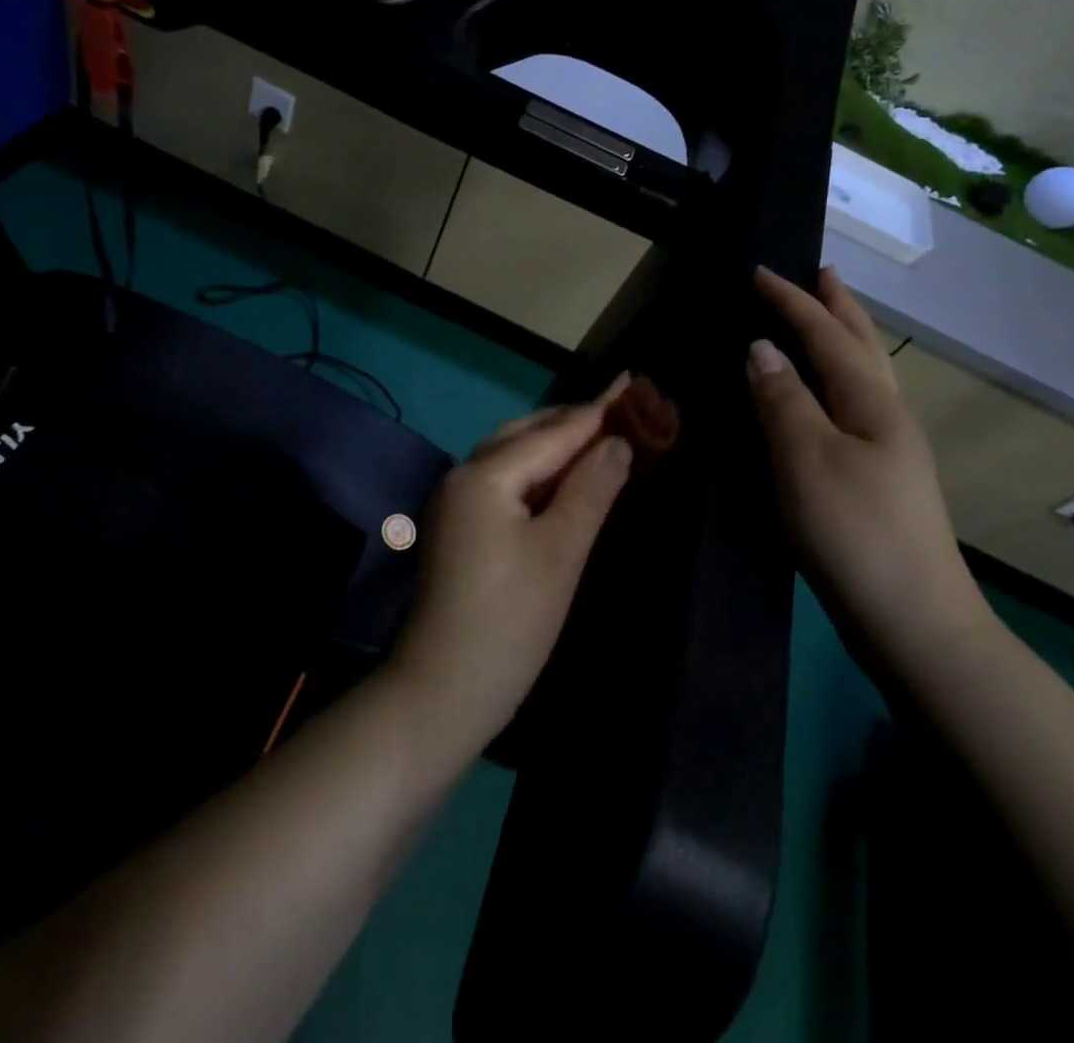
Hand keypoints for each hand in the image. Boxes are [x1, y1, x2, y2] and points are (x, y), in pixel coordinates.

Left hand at [386, 379, 634, 760]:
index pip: (554, 433)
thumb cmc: (510, 623)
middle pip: (526, 434)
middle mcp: (463, 477)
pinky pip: (503, 481)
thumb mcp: (561, 553)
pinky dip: (536, 472)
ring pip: (512, 456)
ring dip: (554, 444)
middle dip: (574, 421)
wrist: (440, 694)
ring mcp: (455, 503)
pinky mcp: (458, 528)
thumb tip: (617, 443)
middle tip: (623, 409)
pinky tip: (560, 479)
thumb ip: (591, 490)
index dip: (598, 410)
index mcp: (485, 475)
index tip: (633, 380)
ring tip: (598, 436)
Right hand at [746, 266, 993, 668]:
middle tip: (820, 272)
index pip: (826, 334)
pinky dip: (837, 378)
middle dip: (838, 306)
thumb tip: (762, 348)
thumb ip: (782, 399)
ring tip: (826, 318)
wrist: (914, 620)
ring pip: (864, 374)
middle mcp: (887, 415)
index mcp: (870, 402)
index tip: (759, 270)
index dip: (792, 301)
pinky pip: (854, 404)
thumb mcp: (806, 459)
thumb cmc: (854, 532)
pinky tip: (825, 394)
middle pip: (861, 346)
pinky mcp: (880, 477)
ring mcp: (889, 448)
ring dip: (844, 338)